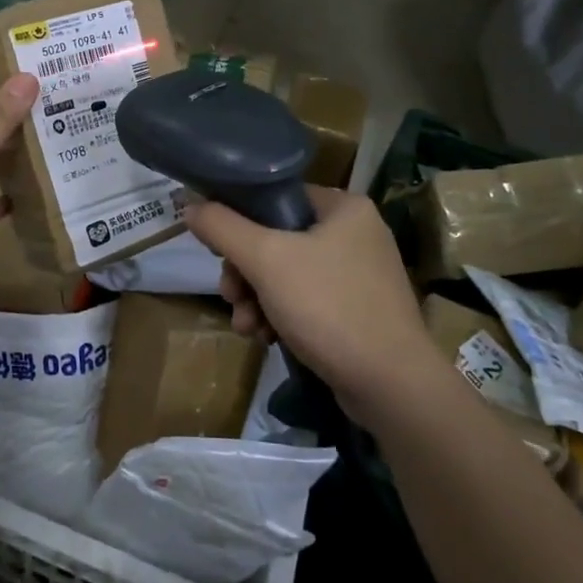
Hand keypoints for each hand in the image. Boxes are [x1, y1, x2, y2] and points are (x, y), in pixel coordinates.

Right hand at [186, 188, 438, 414]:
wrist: (391, 385)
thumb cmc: (329, 307)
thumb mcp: (265, 260)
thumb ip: (223, 227)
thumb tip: (190, 206)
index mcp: (343, 207)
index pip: (275, 197)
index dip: (239, 221)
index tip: (218, 253)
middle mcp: (355, 233)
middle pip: (276, 239)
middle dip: (245, 274)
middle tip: (231, 297)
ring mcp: (359, 274)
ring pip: (286, 274)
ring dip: (256, 299)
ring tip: (247, 327)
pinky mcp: (358, 310)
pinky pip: (306, 300)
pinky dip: (280, 315)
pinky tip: (266, 338)